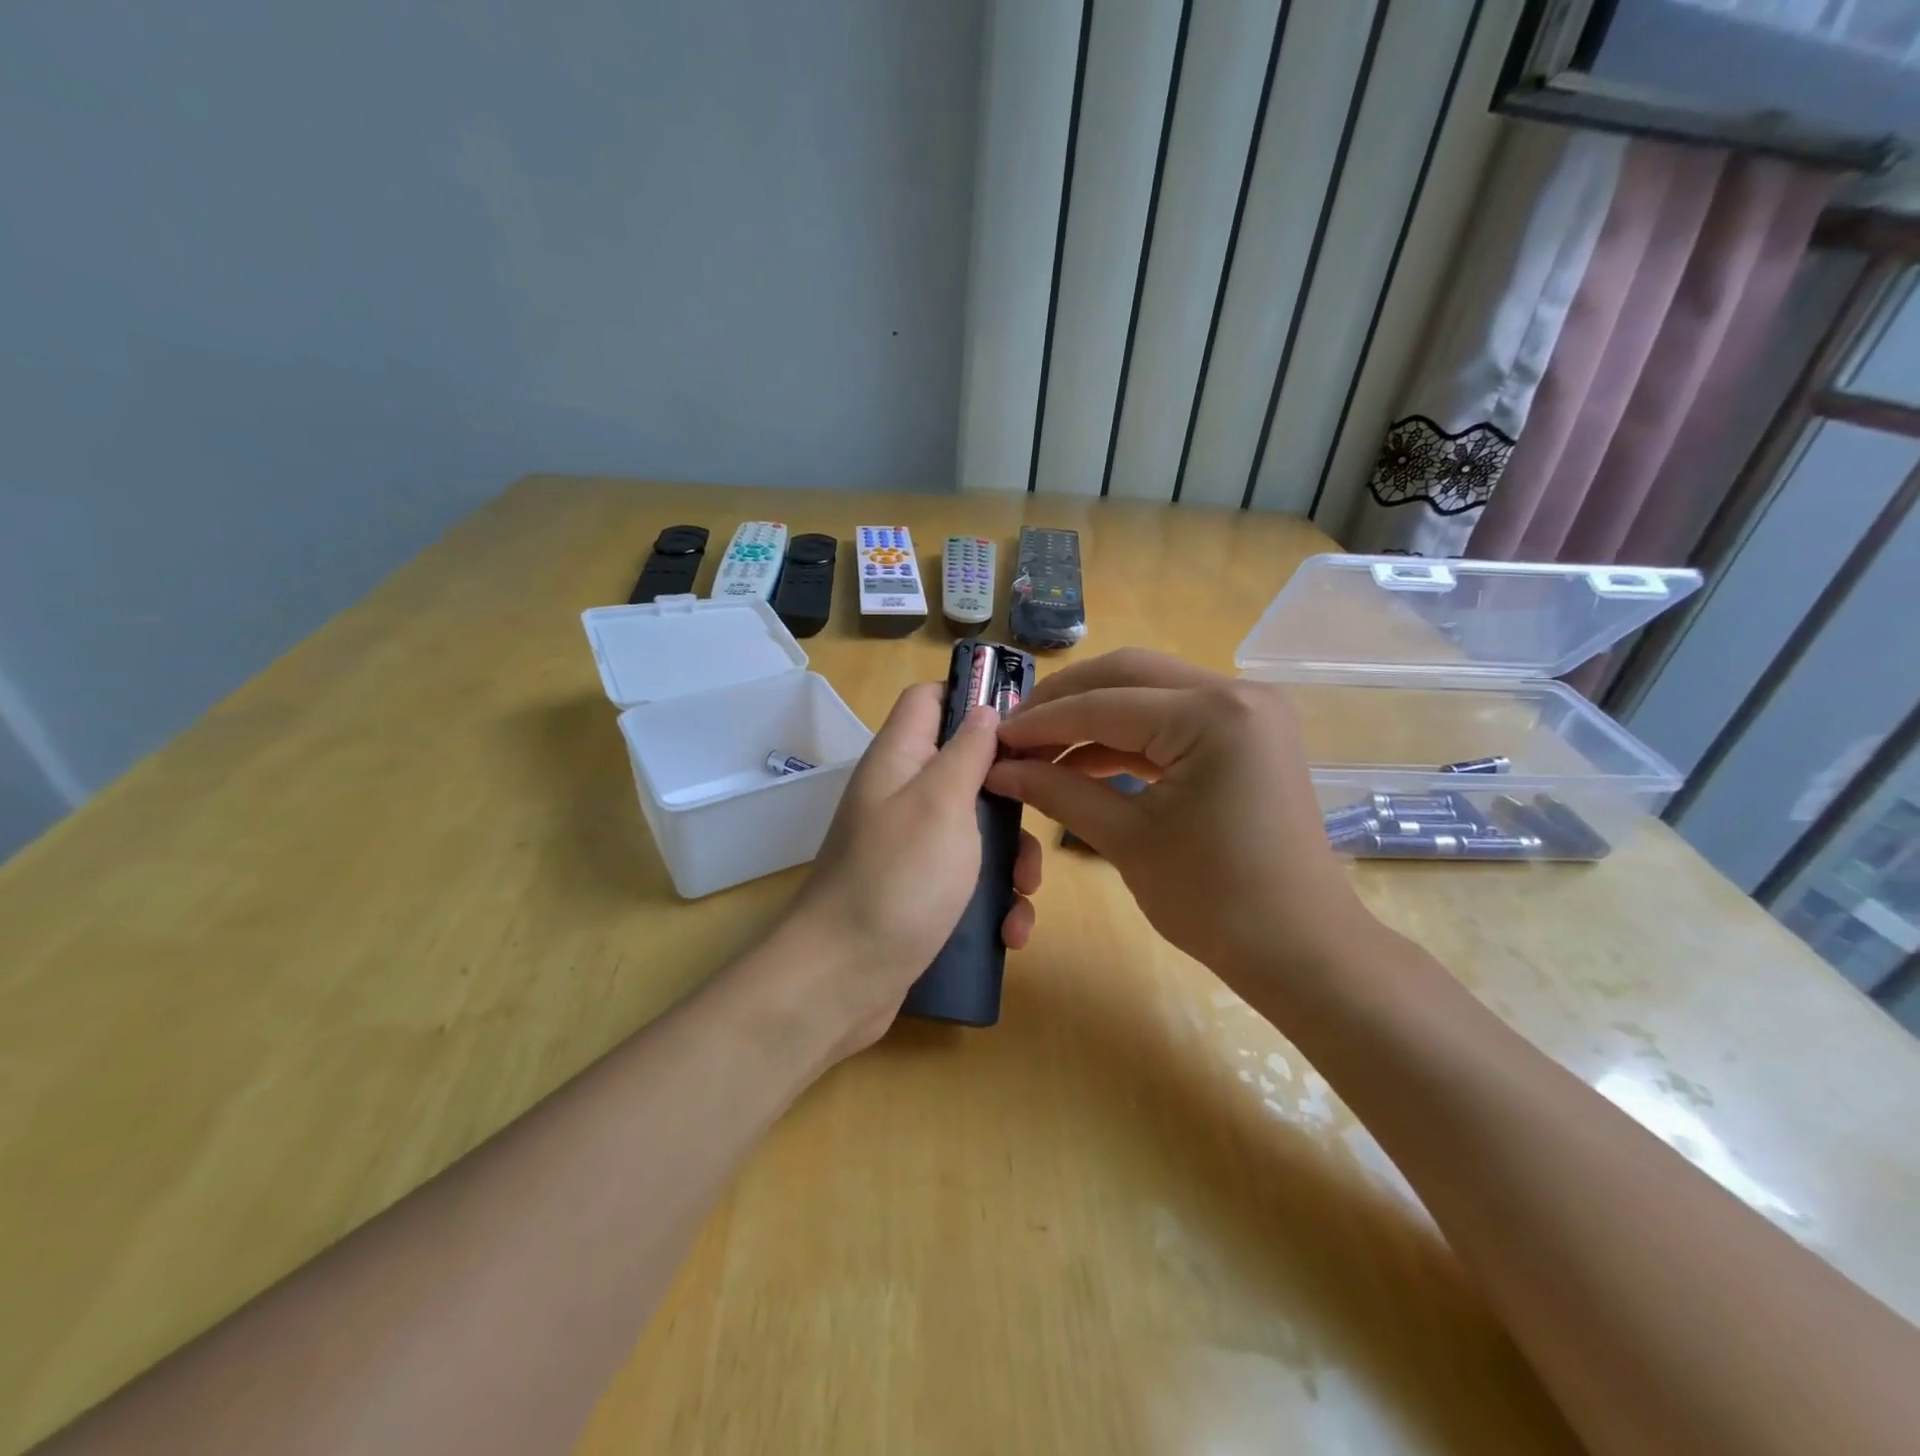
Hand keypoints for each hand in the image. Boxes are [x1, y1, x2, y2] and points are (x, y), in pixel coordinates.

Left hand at [783, 682, 1041, 1055]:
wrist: (841, 982)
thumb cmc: (898, 880)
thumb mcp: (941, 804)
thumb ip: (967, 752)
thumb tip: (985, 710)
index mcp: (900, 760)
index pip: (930, 699)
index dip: (973, 698)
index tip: (1022, 726)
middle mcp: (902, 797)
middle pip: (966, 770)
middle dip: (1010, 799)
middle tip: (1037, 826)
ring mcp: (909, 849)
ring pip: (976, 831)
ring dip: (1010, 861)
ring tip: (1024, 894)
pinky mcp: (918, 894)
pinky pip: (966, 881)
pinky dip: (992, 901)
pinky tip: (1009, 931)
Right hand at [985, 649, 1371, 993]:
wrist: (1301, 950)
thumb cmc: (1215, 901)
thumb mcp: (1127, 840)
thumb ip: (1058, 791)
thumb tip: (997, 770)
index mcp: (1212, 714)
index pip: (1103, 705)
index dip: (1039, 723)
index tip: (990, 739)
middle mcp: (1236, 693)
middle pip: (1126, 674)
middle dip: (1064, 701)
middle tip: (1014, 732)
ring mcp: (1246, 712)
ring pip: (1148, 692)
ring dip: (1092, 716)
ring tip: (1039, 749)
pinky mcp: (1245, 736)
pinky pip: (1172, 720)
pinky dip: (1125, 736)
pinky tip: (1081, 761)